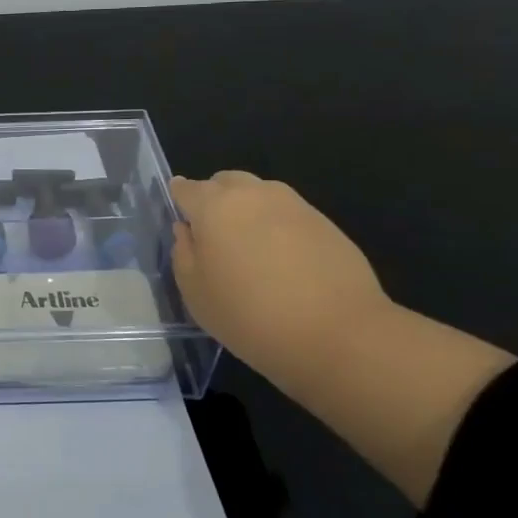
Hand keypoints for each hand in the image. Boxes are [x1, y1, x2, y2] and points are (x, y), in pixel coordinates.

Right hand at [170, 171, 394, 379]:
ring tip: (252, 250)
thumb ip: (183, 254)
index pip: (186, 188)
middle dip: (215, 200)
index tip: (182, 221)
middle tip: (215, 238)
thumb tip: (187, 231)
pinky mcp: (325, 222)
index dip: (179, 200)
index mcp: (213, 206)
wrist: (338, 335)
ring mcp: (293, 204)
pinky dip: (278, 227)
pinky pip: (288, 214)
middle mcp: (252, 193)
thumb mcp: (196, 293)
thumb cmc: (250, 315)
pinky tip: (284, 262)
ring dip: (249, 211)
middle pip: (224, 182)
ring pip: (259, 194)